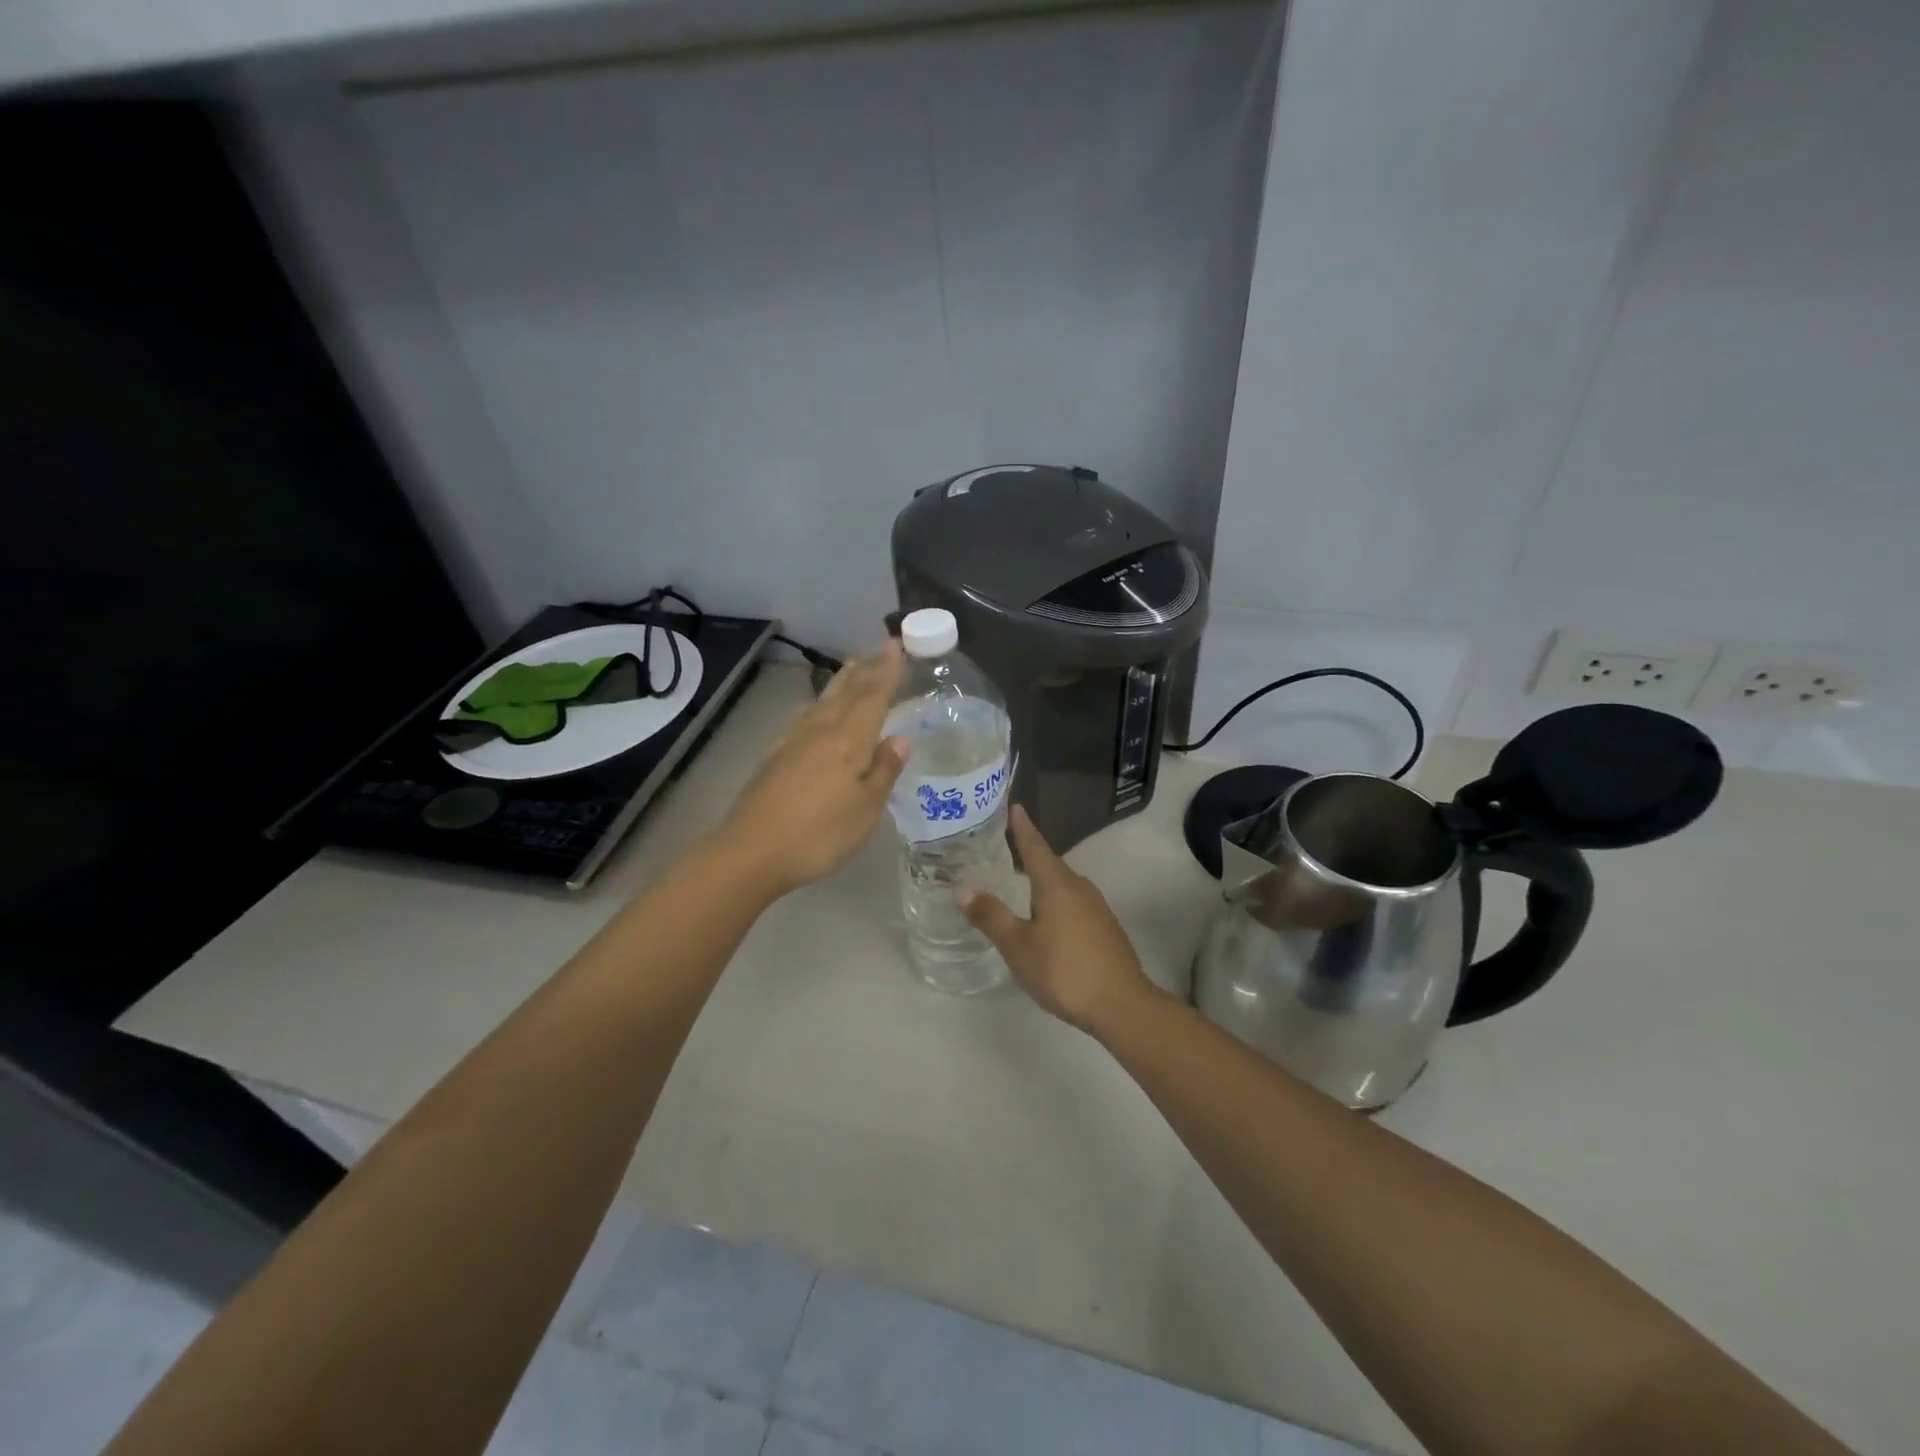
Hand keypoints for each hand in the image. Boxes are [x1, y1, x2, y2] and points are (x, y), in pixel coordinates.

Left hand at [717, 642, 907, 896]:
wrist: (752, 852)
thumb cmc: (820, 834)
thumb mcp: (866, 809)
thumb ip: (883, 771)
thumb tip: (900, 739)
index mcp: (848, 741)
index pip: (873, 697)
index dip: (886, 671)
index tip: (896, 645)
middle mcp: (820, 732)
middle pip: (846, 693)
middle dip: (866, 670)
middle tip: (879, 648)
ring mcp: (793, 743)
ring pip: (822, 702)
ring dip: (840, 682)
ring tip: (851, 667)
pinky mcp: (775, 758)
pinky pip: (802, 718)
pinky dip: (815, 705)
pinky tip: (811, 710)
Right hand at [960, 805, 1159, 1035]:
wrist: (1121, 1005)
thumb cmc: (1064, 971)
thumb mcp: (1018, 946)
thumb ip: (991, 916)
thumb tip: (963, 890)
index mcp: (1056, 884)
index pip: (1035, 846)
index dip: (1022, 827)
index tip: (1015, 806)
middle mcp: (1079, 887)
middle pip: (1050, 863)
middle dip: (1029, 854)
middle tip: (1005, 847)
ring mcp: (1096, 908)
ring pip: (1063, 884)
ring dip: (1042, 879)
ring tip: (1021, 882)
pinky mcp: (1105, 928)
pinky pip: (1074, 902)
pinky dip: (1055, 899)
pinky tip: (1046, 917)